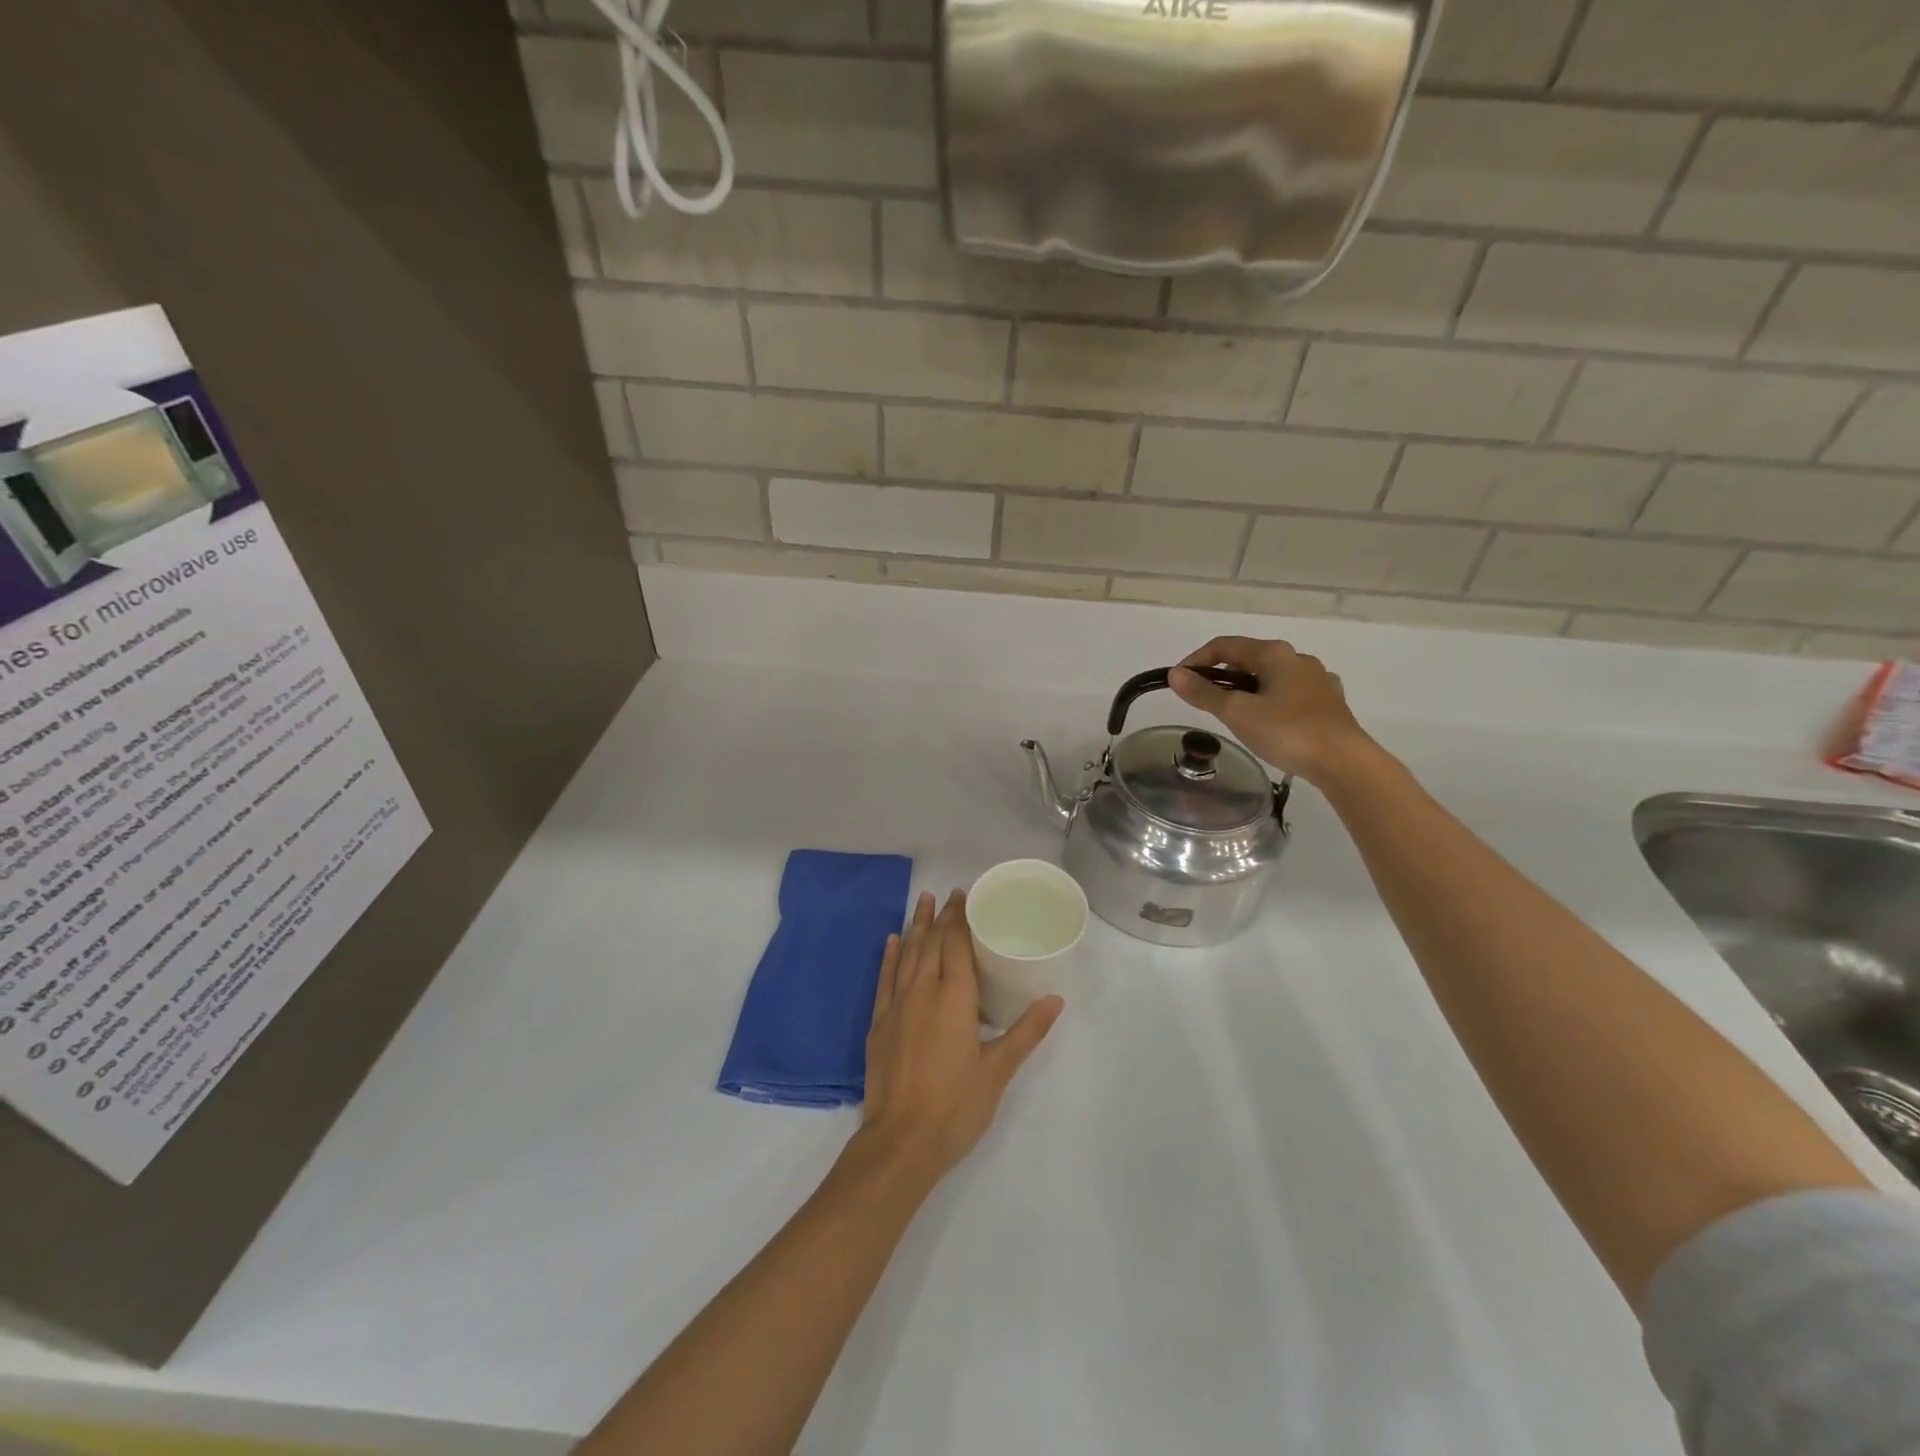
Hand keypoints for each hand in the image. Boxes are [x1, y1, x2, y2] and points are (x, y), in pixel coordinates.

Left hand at [855, 889, 1061, 1184]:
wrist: (901, 1142)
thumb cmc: (956, 1105)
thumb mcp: (999, 1070)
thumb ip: (1026, 1031)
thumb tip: (1055, 999)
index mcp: (954, 997)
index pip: (956, 944)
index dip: (960, 918)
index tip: (964, 896)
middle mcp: (923, 991)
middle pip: (931, 943)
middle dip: (940, 916)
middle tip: (947, 894)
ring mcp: (897, 1006)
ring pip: (907, 955)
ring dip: (915, 927)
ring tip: (921, 901)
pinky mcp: (879, 1023)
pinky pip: (884, 979)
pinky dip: (889, 957)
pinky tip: (892, 941)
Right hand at [1169, 636, 1370, 782]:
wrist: (1344, 762)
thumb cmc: (1287, 731)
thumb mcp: (1237, 713)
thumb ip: (1204, 693)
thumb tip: (1175, 675)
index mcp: (1275, 654)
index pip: (1225, 645)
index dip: (1197, 660)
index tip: (1179, 681)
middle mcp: (1298, 659)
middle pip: (1249, 659)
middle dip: (1222, 676)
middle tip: (1204, 701)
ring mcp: (1318, 680)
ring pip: (1271, 678)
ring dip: (1247, 690)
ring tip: (1234, 715)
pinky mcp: (1329, 704)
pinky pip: (1290, 695)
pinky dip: (1270, 702)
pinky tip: (1268, 723)